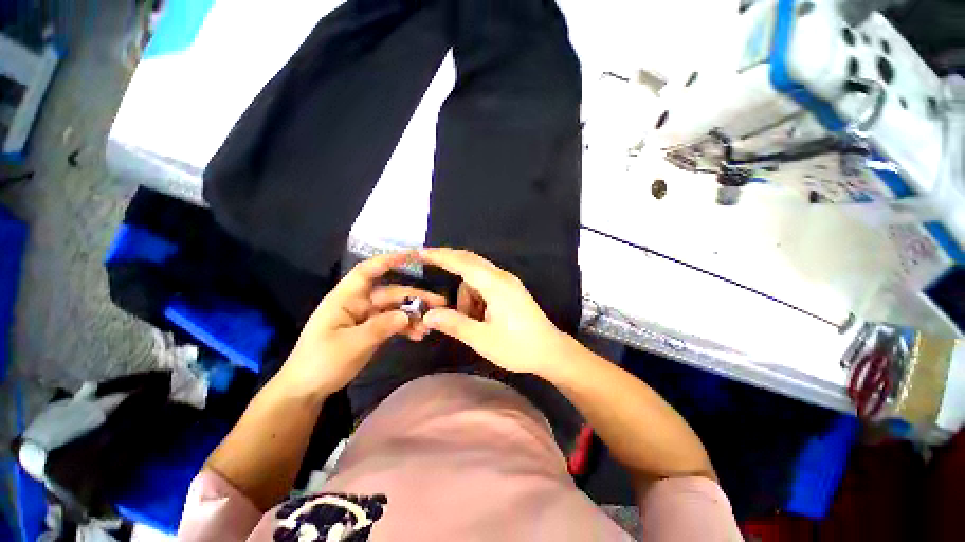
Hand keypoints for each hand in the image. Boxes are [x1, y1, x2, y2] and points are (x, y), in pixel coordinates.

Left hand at [279, 252, 446, 396]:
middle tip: (439, 304)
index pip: (367, 271)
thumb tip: (407, 314)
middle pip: (391, 293)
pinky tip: (418, 335)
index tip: (413, 255)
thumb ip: (380, 327)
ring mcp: (366, 317)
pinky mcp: (371, 330)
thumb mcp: (351, 345)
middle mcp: (359, 303)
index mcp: (346, 298)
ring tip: (429, 327)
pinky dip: (406, 327)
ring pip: (396, 309)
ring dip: (414, 315)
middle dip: (415, 297)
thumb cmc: (320, 363)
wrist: (306, 390)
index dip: (389, 260)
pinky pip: (394, 323)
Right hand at [417, 248, 569, 375]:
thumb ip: (454, 324)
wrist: (550, 351)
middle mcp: (502, 277)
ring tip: (471, 321)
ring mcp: (508, 282)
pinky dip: (476, 297)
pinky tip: (480, 317)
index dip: (440, 256)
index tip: (420, 252)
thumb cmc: (518, 347)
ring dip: (466, 295)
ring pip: (476, 278)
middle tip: (429, 272)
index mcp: (495, 285)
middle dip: (449, 265)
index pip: (463, 263)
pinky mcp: (510, 290)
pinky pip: (485, 285)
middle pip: (470, 262)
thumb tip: (429, 315)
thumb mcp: (482, 339)